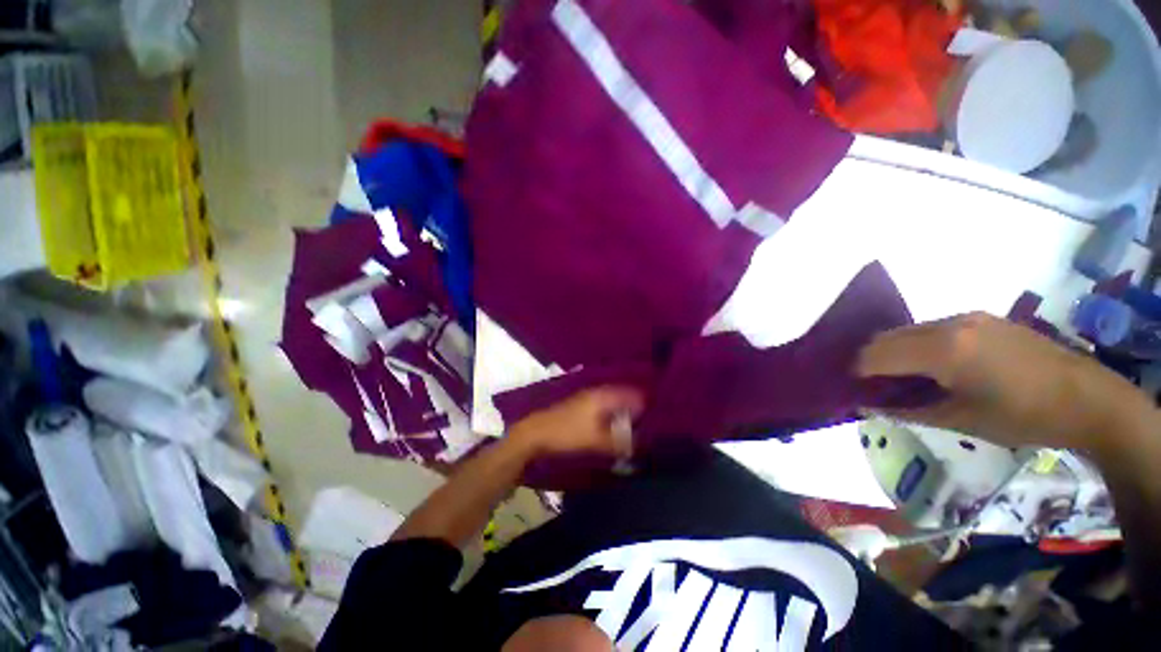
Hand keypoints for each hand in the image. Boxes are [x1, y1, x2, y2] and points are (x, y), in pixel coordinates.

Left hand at [506, 386, 645, 457]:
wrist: (534, 433)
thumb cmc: (566, 434)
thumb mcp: (595, 441)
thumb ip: (619, 442)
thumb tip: (640, 443)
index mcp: (602, 396)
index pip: (631, 394)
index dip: (645, 401)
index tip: (660, 411)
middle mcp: (596, 392)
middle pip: (623, 395)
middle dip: (636, 405)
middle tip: (651, 418)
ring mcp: (587, 398)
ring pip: (613, 401)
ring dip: (624, 410)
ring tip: (638, 422)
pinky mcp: (580, 406)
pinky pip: (604, 406)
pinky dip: (613, 413)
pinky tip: (616, 424)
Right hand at [856, 312, 1153, 453]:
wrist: (1088, 398)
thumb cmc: (1022, 417)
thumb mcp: (960, 421)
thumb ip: (907, 411)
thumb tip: (868, 407)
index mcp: (943, 350)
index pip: (877, 354)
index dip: (859, 371)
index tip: (854, 389)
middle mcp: (950, 324)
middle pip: (888, 336)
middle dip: (873, 359)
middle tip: (874, 385)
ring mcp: (968, 317)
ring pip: (909, 330)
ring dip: (896, 351)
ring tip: (903, 377)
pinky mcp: (982, 318)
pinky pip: (933, 328)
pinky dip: (919, 345)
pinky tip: (933, 366)